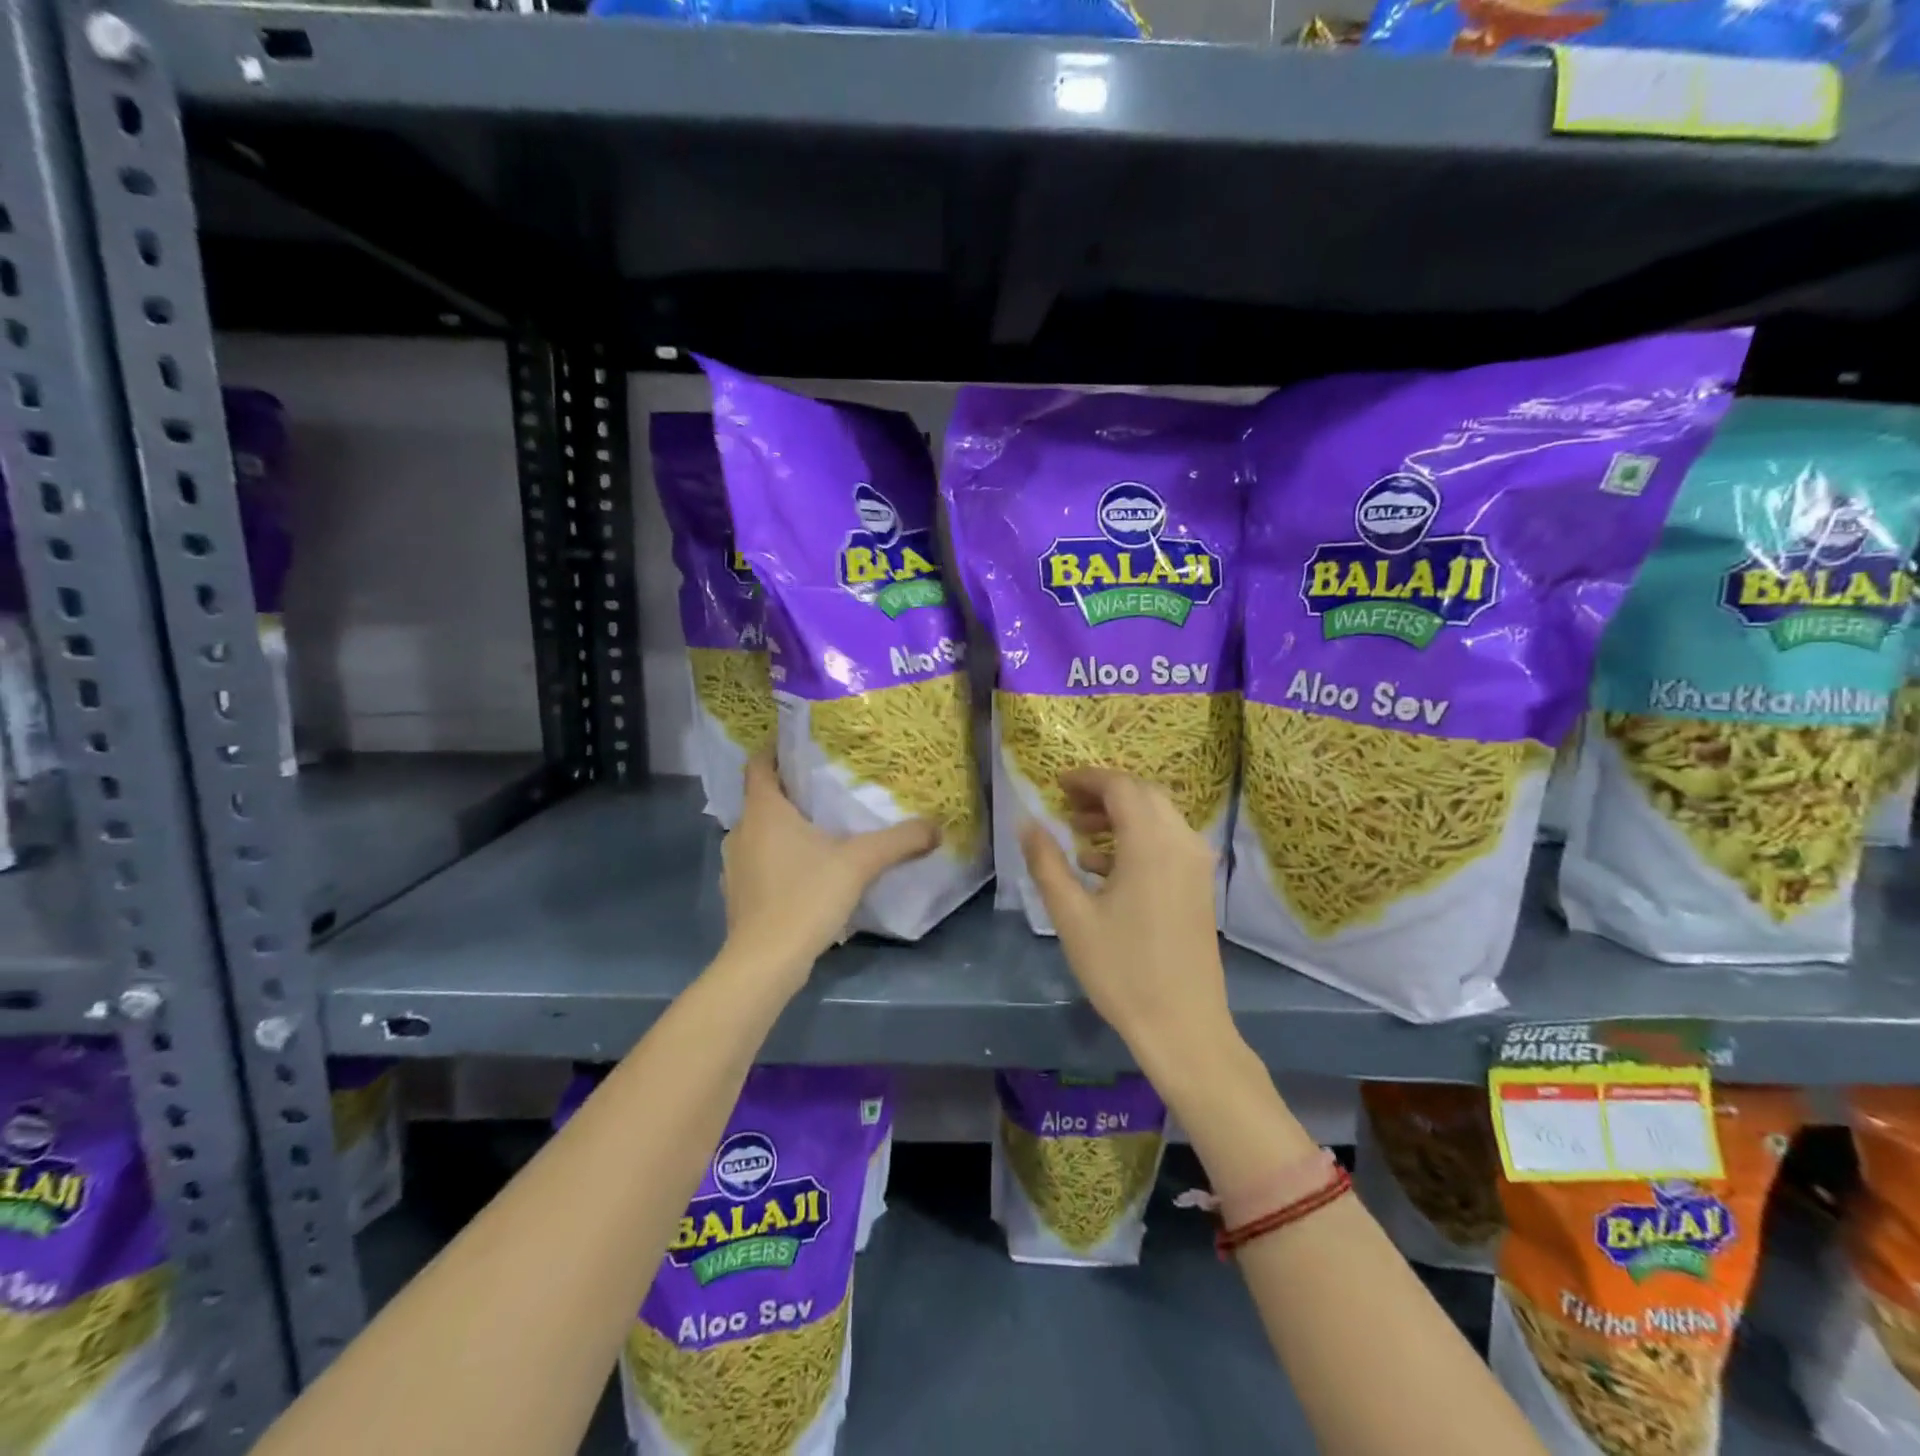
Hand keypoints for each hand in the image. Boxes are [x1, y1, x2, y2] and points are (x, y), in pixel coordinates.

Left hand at [718, 753, 936, 991]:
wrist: (765, 962)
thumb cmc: (805, 897)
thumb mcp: (860, 863)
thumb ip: (899, 841)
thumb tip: (935, 827)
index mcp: (764, 811)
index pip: (759, 764)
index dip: (775, 750)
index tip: (801, 745)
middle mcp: (741, 831)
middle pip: (762, 799)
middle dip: (791, 792)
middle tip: (827, 789)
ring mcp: (734, 865)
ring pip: (760, 833)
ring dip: (784, 828)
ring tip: (820, 830)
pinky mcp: (737, 894)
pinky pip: (758, 862)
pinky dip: (777, 859)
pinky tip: (805, 873)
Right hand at [1019, 769, 1237, 1077]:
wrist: (1183, 1026)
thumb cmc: (1121, 970)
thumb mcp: (1071, 916)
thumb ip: (1046, 863)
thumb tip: (1026, 822)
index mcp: (1151, 843)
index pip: (1120, 786)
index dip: (1087, 779)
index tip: (1056, 784)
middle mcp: (1181, 842)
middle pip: (1143, 795)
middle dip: (1103, 793)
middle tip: (1066, 804)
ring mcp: (1196, 865)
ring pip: (1158, 817)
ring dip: (1120, 815)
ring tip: (1078, 833)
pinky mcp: (1199, 886)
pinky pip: (1167, 842)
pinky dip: (1136, 838)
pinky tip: (1102, 867)